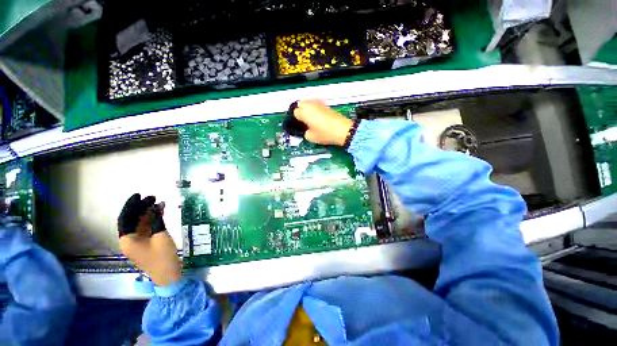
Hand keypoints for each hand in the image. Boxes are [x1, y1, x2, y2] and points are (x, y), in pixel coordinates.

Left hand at [118, 193, 181, 286]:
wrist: (167, 275)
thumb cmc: (162, 257)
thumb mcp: (161, 237)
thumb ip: (157, 220)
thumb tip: (157, 206)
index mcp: (127, 240)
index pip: (125, 218)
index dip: (131, 205)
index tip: (140, 195)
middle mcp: (129, 240)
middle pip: (132, 219)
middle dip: (141, 208)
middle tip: (153, 197)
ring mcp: (137, 242)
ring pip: (140, 223)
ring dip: (148, 213)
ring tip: (159, 202)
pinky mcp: (145, 243)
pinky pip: (146, 228)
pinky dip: (152, 219)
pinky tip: (161, 212)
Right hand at [293, 100, 352, 145]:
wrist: (342, 130)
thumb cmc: (325, 133)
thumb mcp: (311, 137)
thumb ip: (305, 132)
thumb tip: (306, 130)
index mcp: (305, 112)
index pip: (295, 112)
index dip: (297, 119)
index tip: (300, 124)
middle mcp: (311, 105)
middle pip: (301, 104)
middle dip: (301, 110)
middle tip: (304, 120)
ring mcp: (319, 104)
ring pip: (309, 103)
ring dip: (308, 109)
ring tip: (311, 119)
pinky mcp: (326, 105)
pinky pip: (316, 105)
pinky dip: (315, 109)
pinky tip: (318, 118)